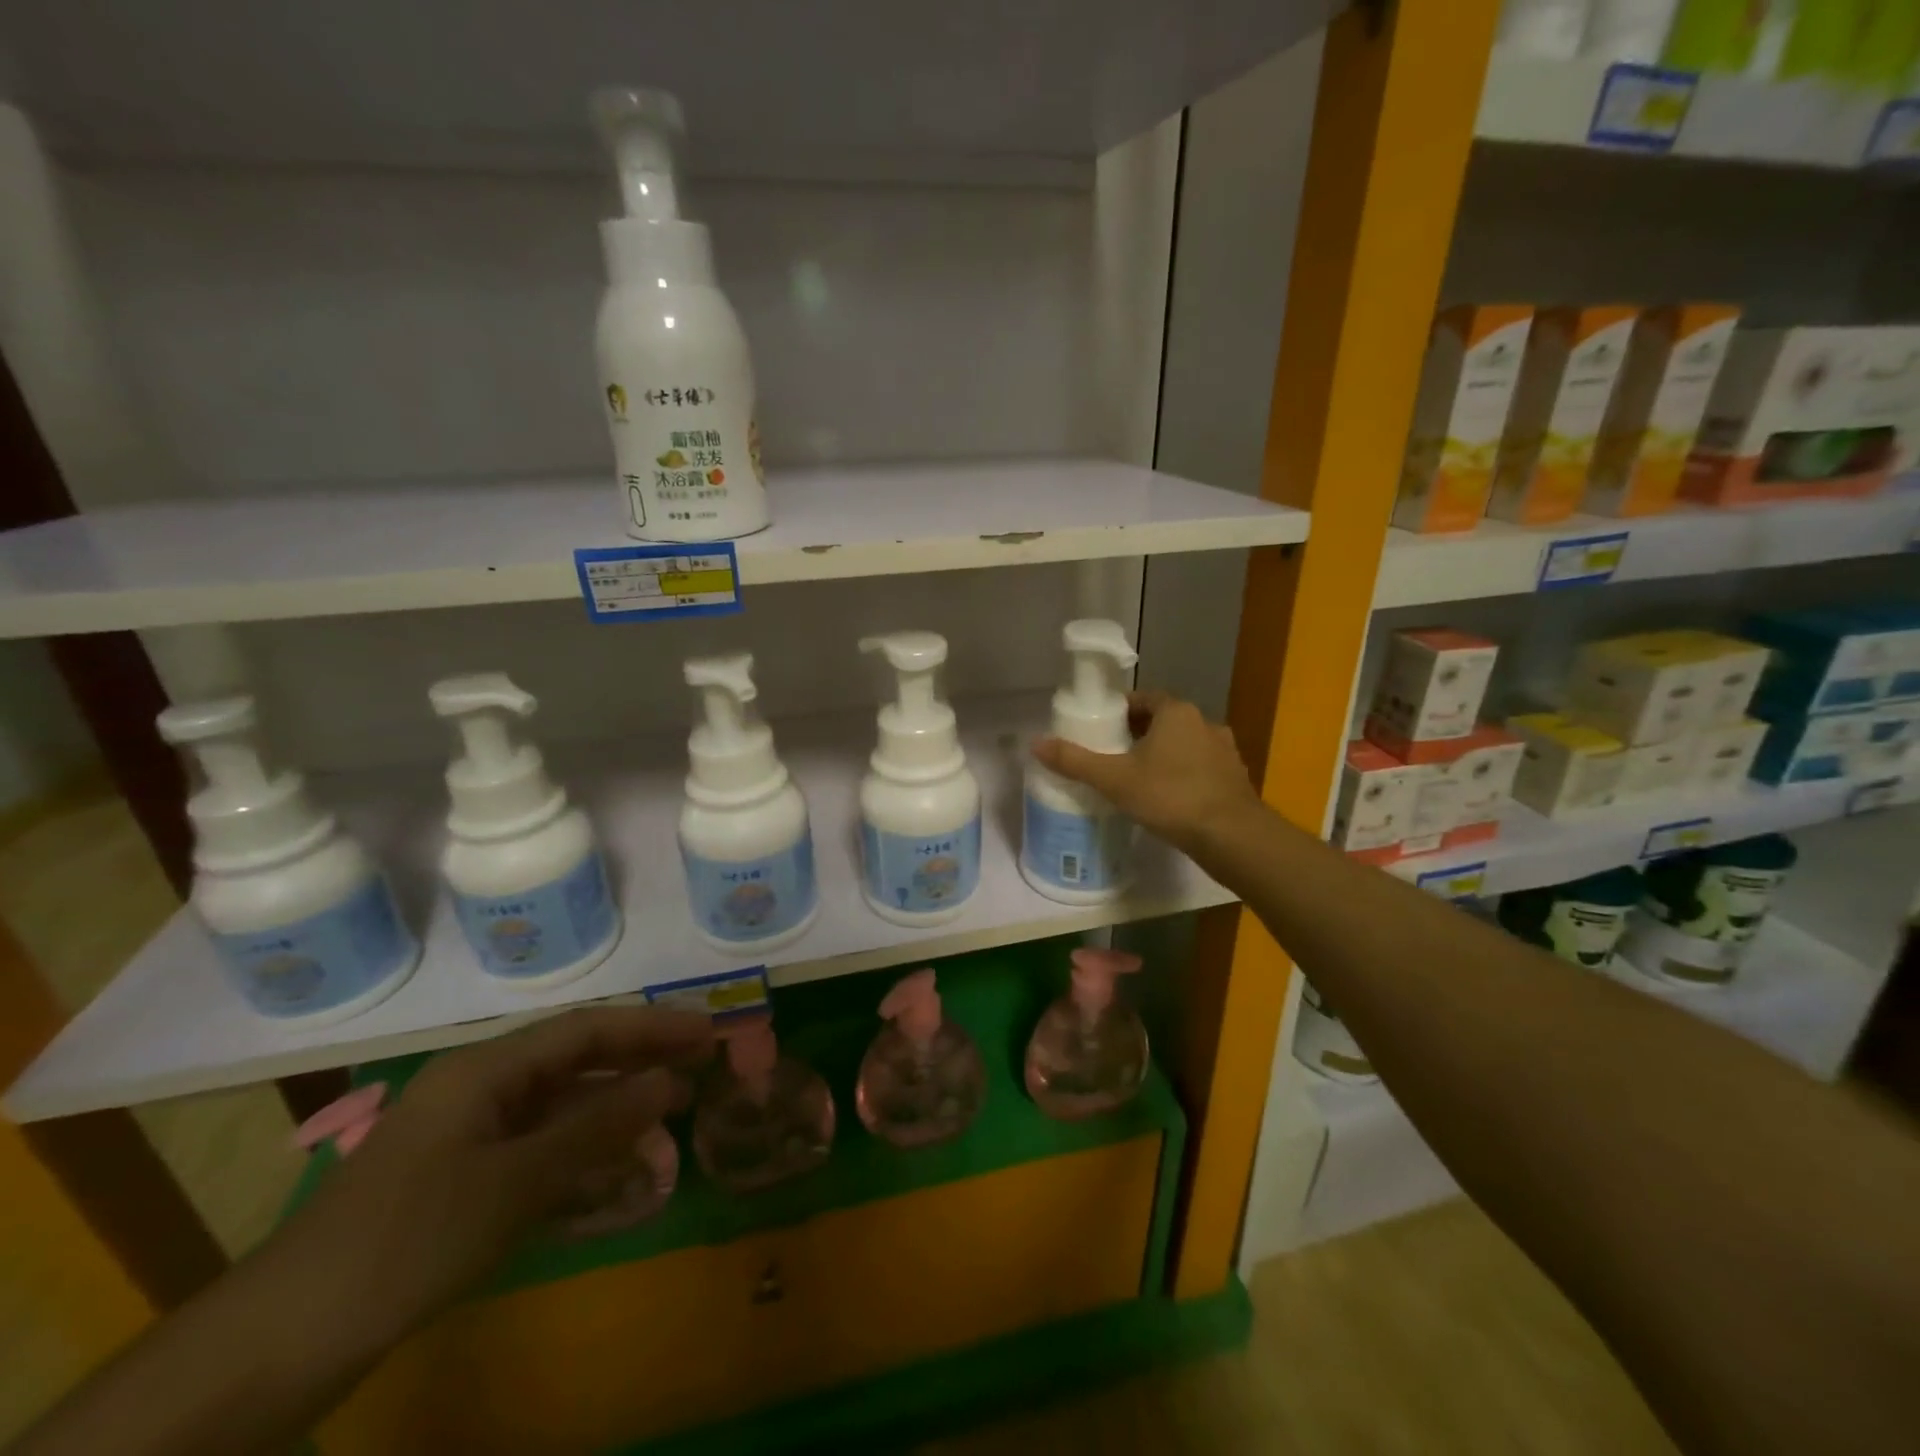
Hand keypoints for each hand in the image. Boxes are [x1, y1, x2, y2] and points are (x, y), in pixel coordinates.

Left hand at [270, 1006, 714, 1354]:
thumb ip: (597, 1126)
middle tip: (702, 1064)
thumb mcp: (515, 1181)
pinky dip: (582, 1148)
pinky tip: (615, 1165)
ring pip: (560, 1103)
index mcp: (487, 1068)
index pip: (588, 1028)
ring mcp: (469, 1132)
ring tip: (672, 1114)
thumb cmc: (409, 1239)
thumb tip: (670, 1080)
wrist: (282, 1341)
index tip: (708, 1031)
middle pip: (576, 1058)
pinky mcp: (462, 1175)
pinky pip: (538, 1145)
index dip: (652, 1026)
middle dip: (640, 1058)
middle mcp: (481, 1086)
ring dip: (615, 1106)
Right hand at [1033, 690, 1260, 854]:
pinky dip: (1183, 776)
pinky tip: (1168, 799)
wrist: (1231, 836)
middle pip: (1163, 721)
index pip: (1142, 699)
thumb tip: (1035, 743)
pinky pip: (1201, 768)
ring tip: (1138, 779)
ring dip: (1163, 756)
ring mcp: (1224, 751)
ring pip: (1184, 745)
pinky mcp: (1234, 778)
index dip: (1119, 711)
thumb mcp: (1114, 779)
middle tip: (1112, 756)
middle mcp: (1204, 723)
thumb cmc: (1170, 796)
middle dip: (1138, 734)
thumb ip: (1075, 761)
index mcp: (1176, 712)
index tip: (1100, 728)